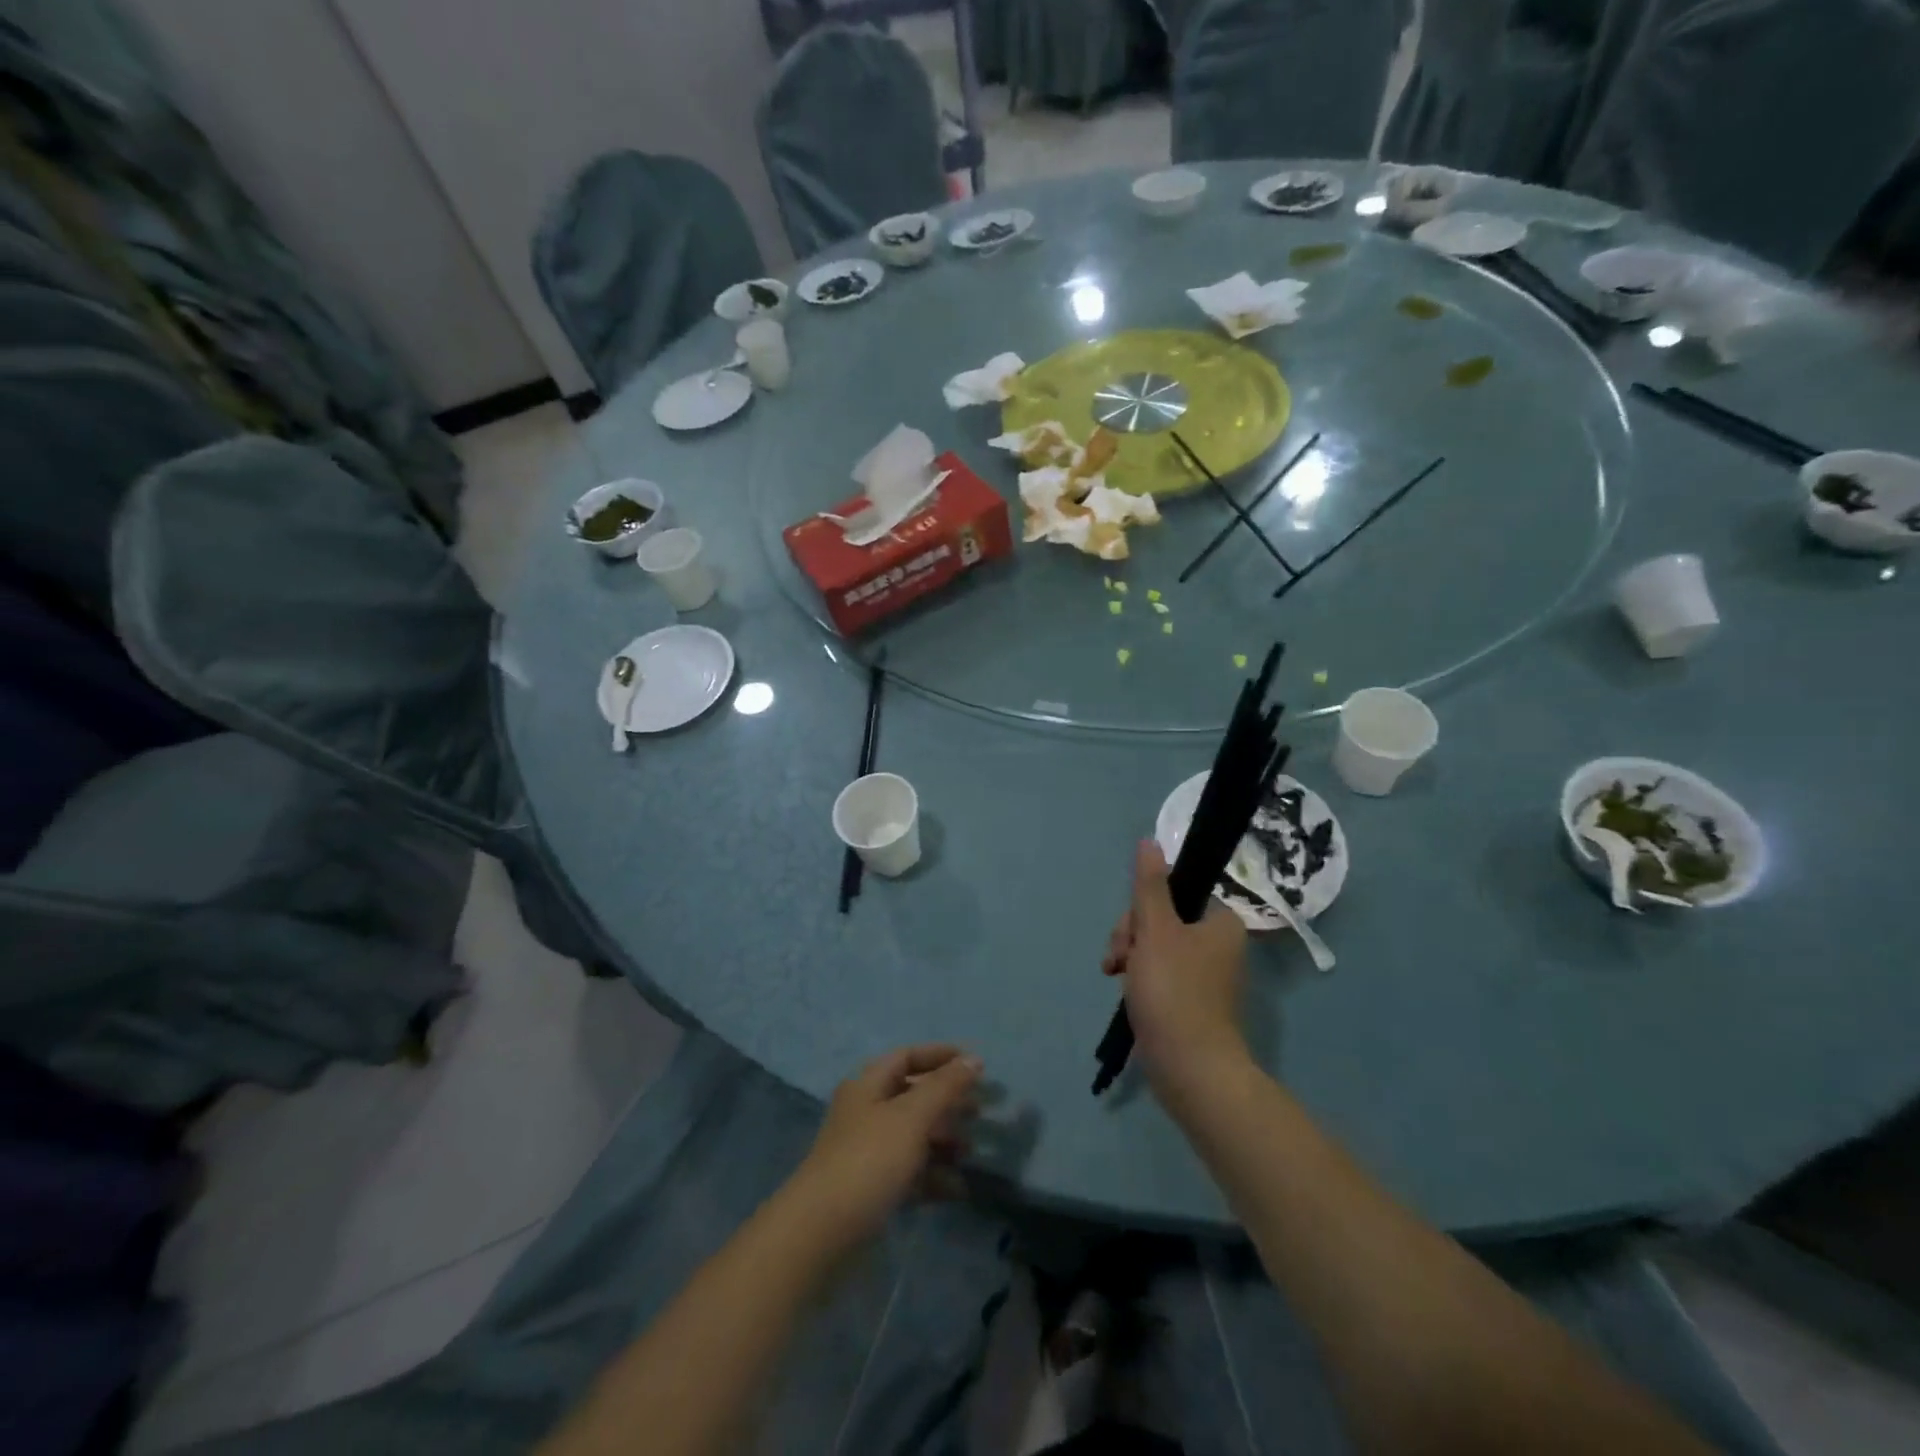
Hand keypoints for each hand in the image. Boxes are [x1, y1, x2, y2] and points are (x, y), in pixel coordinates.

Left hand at [786, 1045, 982, 1249]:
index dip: (940, 1056)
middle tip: (979, 1112)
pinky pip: (908, 1174)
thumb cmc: (868, 1160)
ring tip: (970, 1152)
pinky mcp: (871, 1190)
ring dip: (943, 1141)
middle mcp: (866, 1113)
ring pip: (912, 1137)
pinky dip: (933, 1177)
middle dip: (946, 1102)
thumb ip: (945, 1086)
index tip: (975, 1065)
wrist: (821, 1234)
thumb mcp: (911, 1116)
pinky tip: (957, 1188)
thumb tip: (974, 1058)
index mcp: (868, 1085)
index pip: (907, 1057)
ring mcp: (867, 1153)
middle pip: (912, 1097)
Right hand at [1104, 840, 1250, 1097]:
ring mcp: (1204, 975)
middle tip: (1121, 960)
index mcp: (1220, 922)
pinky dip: (1138, 977)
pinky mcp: (1190, 1000)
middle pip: (1161, 918)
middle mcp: (1218, 945)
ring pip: (1154, 946)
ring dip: (1130, 956)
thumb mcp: (1156, 930)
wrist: (1190, 1068)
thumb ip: (1150, 884)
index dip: (1143, 909)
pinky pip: (1158, 973)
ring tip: (1116, 977)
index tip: (1132, 934)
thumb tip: (1150, 841)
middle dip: (1131, 936)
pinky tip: (1123, 990)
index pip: (1174, 892)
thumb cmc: (1174, 991)